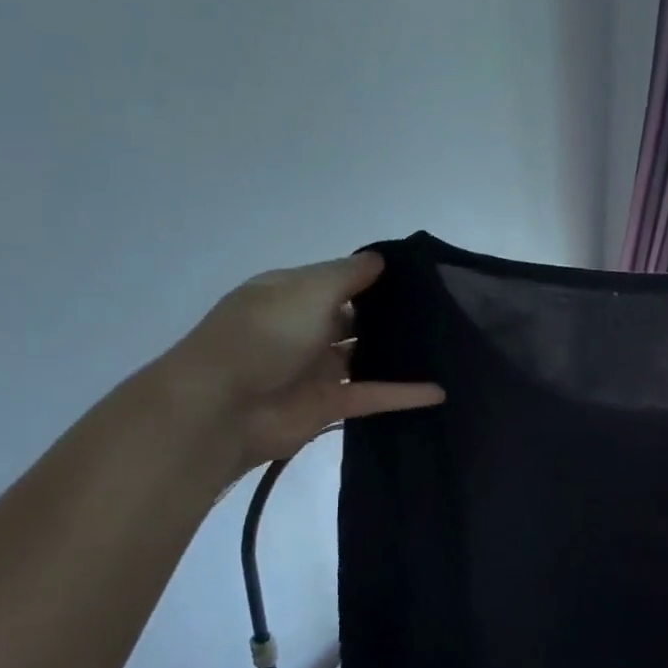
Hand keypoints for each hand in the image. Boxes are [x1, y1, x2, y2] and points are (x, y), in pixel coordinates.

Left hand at [164, 252, 443, 473]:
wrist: (222, 407)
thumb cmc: (265, 335)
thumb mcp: (308, 290)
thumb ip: (349, 275)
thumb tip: (380, 259)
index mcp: (290, 296)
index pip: (337, 281)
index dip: (373, 278)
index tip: (419, 278)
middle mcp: (303, 329)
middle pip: (353, 319)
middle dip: (389, 316)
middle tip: (441, 312)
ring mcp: (315, 369)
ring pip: (364, 358)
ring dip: (397, 355)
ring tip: (444, 347)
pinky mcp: (328, 405)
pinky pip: (372, 395)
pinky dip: (404, 394)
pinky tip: (441, 391)